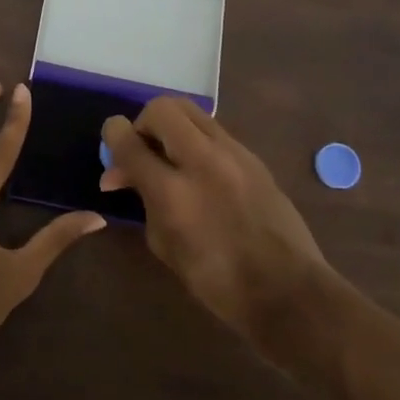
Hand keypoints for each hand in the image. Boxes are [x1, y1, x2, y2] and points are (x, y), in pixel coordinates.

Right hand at [101, 97, 333, 348]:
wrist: (288, 291)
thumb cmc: (217, 281)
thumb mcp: (165, 245)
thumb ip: (143, 200)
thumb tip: (123, 175)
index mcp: (172, 192)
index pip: (129, 141)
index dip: (112, 135)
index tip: (111, 142)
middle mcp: (202, 161)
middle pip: (161, 108)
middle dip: (144, 123)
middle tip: (144, 150)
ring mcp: (233, 154)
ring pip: (191, 111)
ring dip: (171, 126)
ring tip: (170, 156)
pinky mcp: (253, 157)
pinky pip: (214, 130)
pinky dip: (196, 140)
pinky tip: (199, 170)